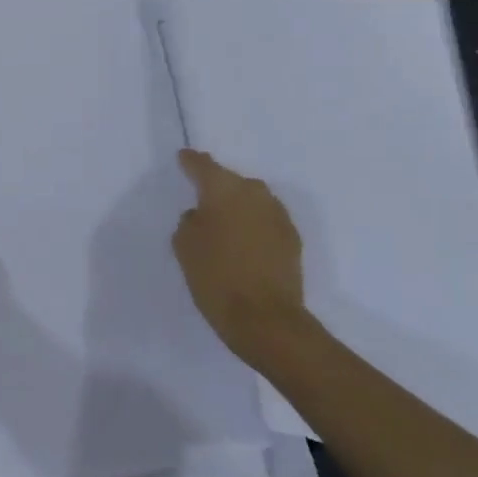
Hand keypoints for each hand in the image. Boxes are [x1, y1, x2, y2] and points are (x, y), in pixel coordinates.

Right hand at [173, 149, 306, 361]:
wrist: (265, 319)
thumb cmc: (215, 277)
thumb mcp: (185, 246)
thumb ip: (190, 222)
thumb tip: (201, 215)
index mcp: (223, 190)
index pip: (203, 165)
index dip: (191, 162)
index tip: (184, 157)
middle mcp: (254, 193)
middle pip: (231, 181)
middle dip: (217, 187)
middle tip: (202, 200)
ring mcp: (278, 215)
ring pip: (252, 200)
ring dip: (238, 207)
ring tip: (224, 224)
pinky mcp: (292, 238)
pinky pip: (266, 221)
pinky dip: (254, 226)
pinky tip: (244, 243)